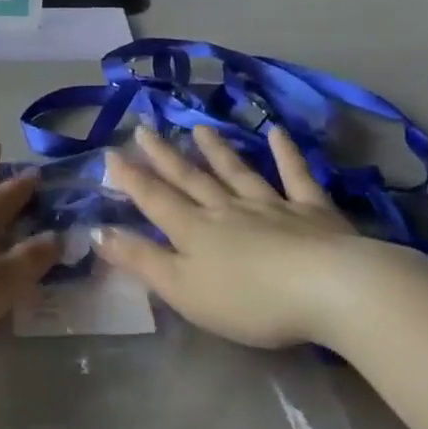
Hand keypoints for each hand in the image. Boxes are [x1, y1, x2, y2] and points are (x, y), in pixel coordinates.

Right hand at [94, 126, 427, 349]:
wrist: (329, 290)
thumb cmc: (249, 300)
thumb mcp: (182, 289)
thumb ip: (141, 260)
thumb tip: (98, 231)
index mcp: (194, 230)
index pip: (154, 199)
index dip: (131, 178)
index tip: (110, 153)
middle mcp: (227, 209)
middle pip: (190, 178)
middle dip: (164, 156)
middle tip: (144, 128)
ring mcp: (271, 205)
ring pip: (236, 172)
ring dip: (215, 150)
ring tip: (199, 128)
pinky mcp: (312, 210)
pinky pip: (295, 176)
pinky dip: (286, 153)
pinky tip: (278, 133)